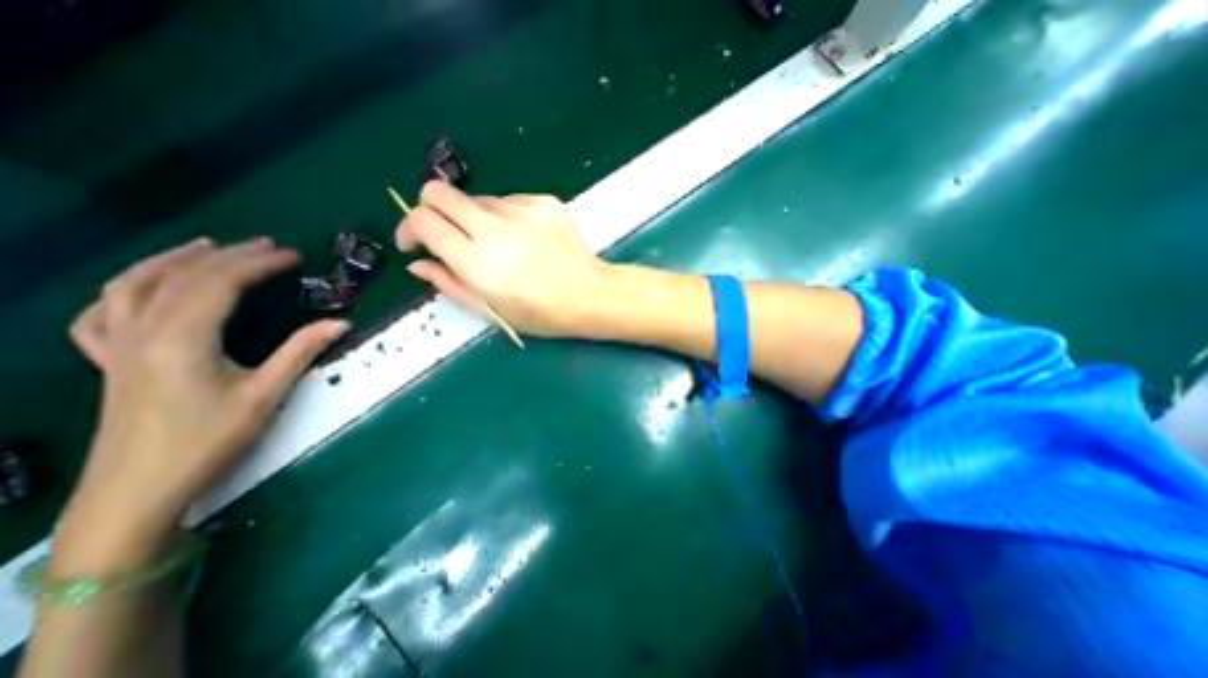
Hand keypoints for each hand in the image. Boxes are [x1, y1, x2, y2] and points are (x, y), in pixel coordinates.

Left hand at [59, 239, 345, 565]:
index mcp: (181, 339)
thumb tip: (340, 322)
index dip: (258, 264)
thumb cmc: (208, 441)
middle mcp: (141, 332)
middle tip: (266, 246)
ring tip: (207, 247)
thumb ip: (300, 352)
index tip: (292, 255)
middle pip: (182, 277)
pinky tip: (144, 287)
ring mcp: (117, 346)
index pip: (220, 283)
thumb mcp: (265, 395)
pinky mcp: (110, 362)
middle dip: (227, 255)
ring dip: (172, 260)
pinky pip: (103, 314)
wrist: (137, 492)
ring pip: (133, 286)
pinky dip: (125, 291)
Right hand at [396, 180, 609, 336]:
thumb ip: (449, 284)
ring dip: (475, 219)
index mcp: (478, 261)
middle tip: (445, 235)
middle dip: (431, 210)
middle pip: (439, 192)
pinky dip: (505, 217)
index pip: (423, 221)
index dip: (409, 228)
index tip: (416, 243)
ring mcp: (523, 210)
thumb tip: (418, 263)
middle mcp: (495, 228)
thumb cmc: (541, 314)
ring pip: (478, 199)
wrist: (591, 295)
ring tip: (499, 247)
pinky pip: (510, 201)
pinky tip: (524, 239)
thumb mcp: (491, 311)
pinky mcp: (544, 201)